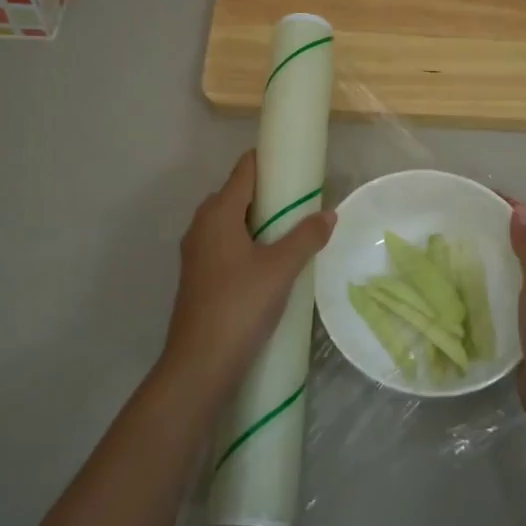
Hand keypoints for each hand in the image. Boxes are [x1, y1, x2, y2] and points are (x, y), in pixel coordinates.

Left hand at [163, 151, 334, 396]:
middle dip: (271, 194)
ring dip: (261, 222)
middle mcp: (202, 224)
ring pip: (233, 222)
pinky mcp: (199, 275)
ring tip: (293, 233)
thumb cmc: (240, 306)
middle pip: (239, 194)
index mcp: (218, 212)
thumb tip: (329, 215)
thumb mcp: (281, 269)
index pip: (245, 169)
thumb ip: (306, 238)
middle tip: (304, 204)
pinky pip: (227, 244)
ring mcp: (197, 251)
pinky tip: (271, 263)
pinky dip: (249, 243)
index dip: (272, 161)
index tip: (299, 165)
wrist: (200, 364)